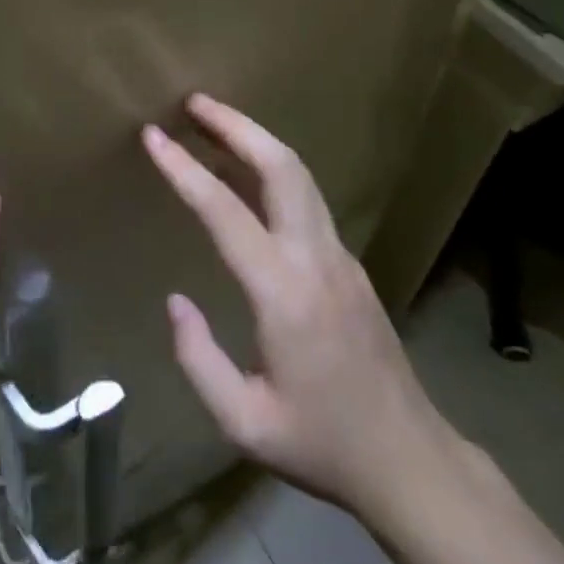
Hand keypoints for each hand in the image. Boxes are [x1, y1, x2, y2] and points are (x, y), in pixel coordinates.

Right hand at [143, 95, 462, 520]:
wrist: (410, 461)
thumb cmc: (322, 444)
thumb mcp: (244, 423)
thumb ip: (199, 360)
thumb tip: (175, 301)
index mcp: (283, 294)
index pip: (225, 212)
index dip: (185, 168)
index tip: (153, 136)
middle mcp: (315, 258)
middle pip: (281, 166)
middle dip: (235, 125)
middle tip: (193, 102)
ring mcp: (339, 255)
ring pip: (299, 175)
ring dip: (256, 139)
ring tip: (213, 121)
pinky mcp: (348, 262)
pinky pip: (306, 197)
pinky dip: (272, 168)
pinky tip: (245, 173)